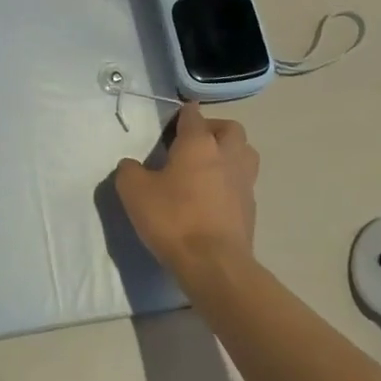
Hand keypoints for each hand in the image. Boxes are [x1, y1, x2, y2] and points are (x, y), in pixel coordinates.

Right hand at [114, 104, 258, 280]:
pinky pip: (244, 183)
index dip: (181, 115)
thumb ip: (129, 170)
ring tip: (207, 168)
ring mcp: (244, 182)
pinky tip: (213, 198)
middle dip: (213, 129)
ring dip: (229, 153)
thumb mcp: (134, 191)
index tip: (170, 124)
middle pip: (230, 128)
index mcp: (199, 143)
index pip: (193, 115)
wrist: (214, 265)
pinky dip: (231, 182)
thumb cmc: (173, 219)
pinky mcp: (251, 209)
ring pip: (245, 153)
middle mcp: (227, 155)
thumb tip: (132, 166)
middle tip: (192, 144)